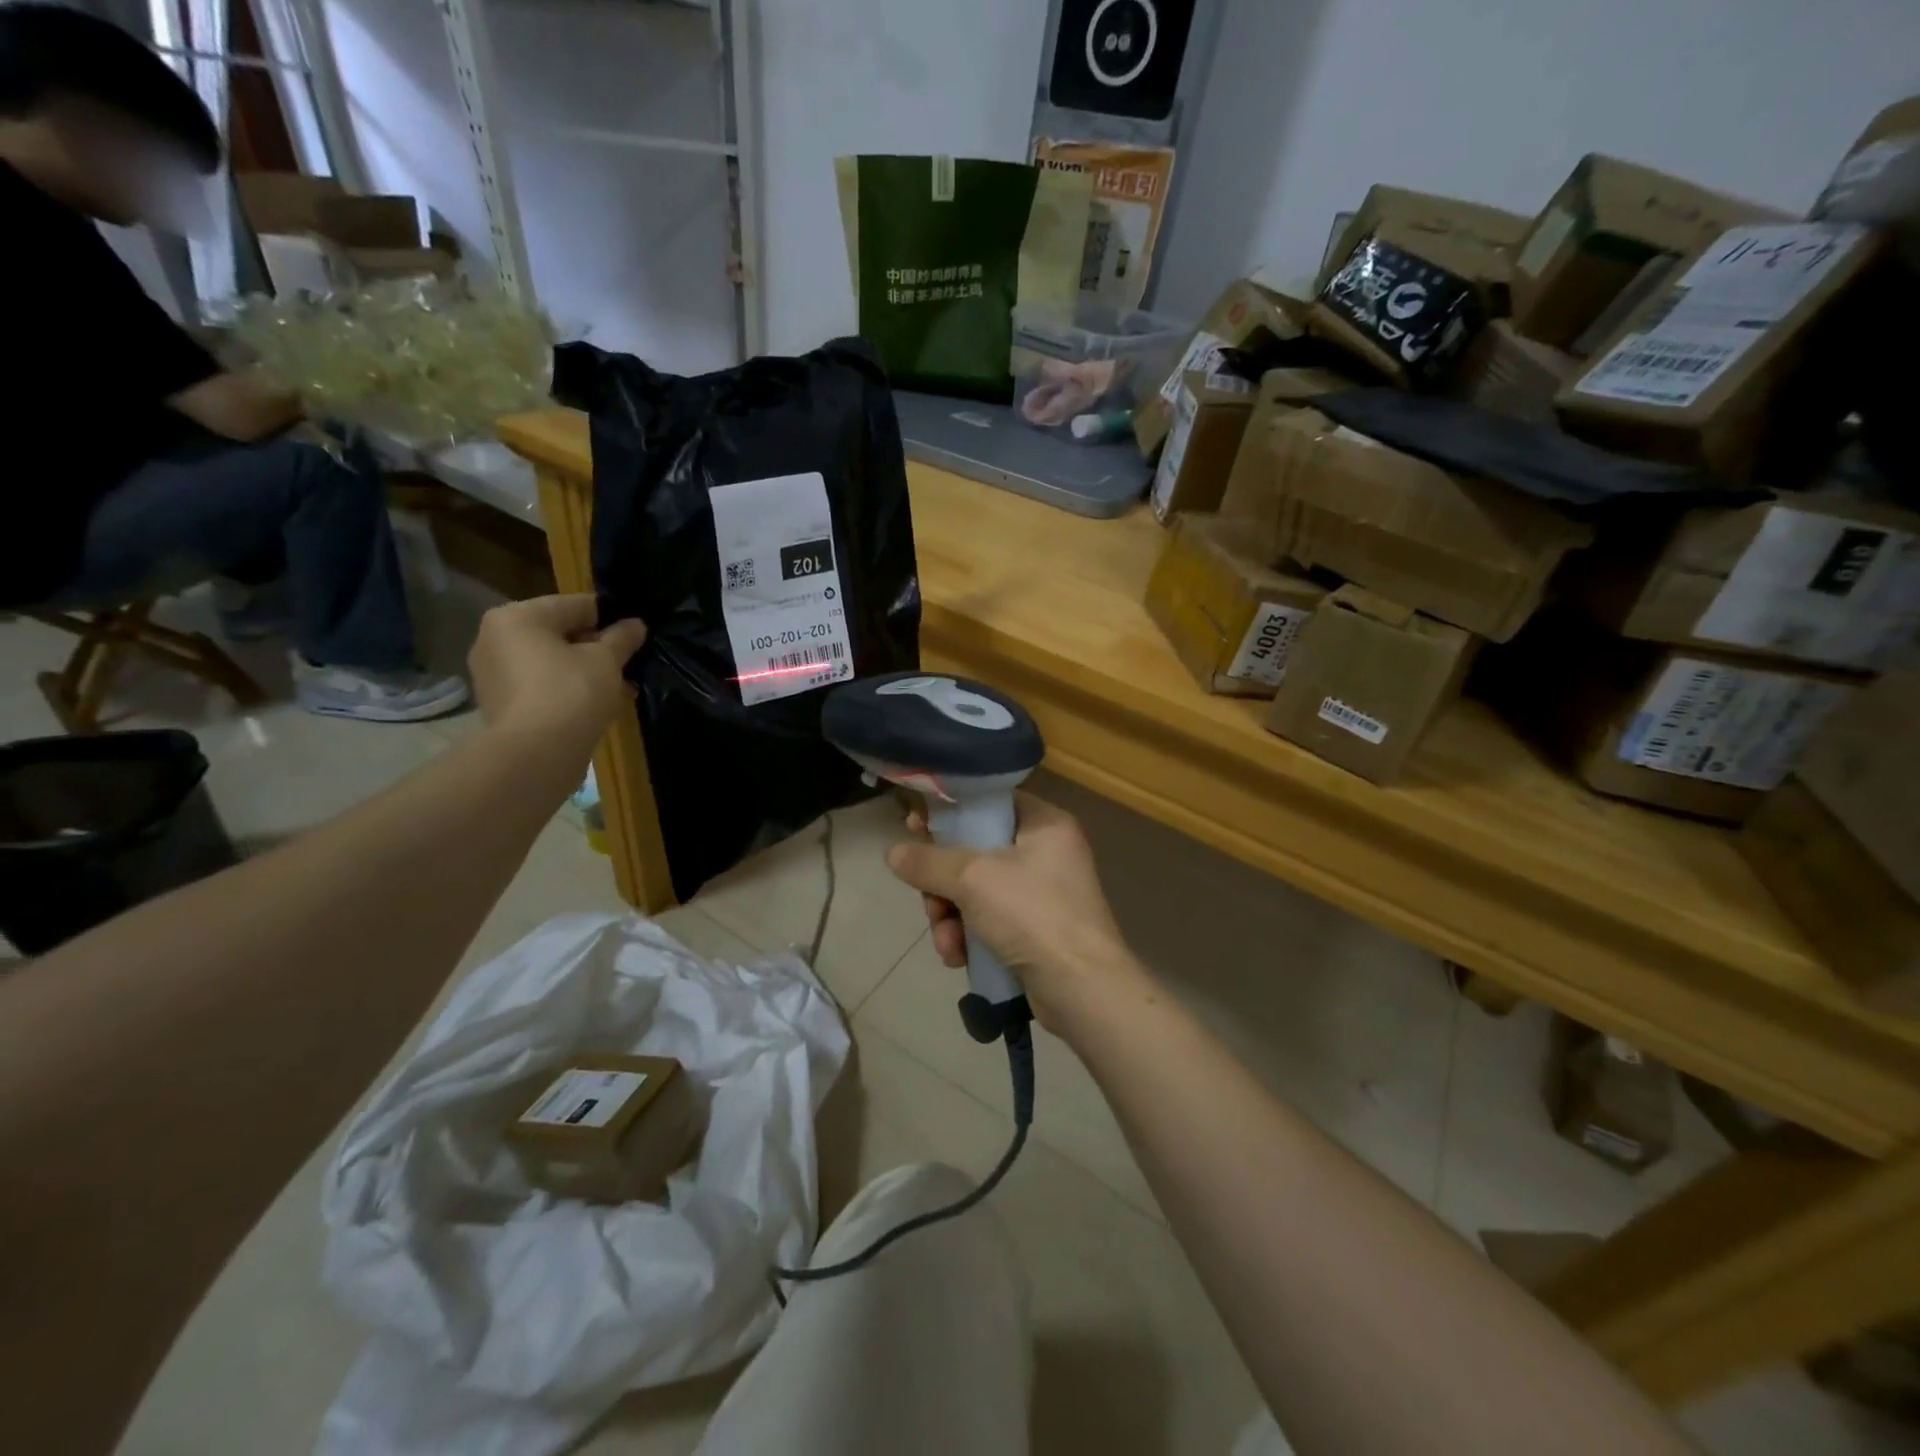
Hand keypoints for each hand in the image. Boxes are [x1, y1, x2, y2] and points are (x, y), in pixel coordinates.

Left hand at [468, 595, 645, 749]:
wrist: (536, 754)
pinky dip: (567, 691)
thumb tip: (635, 625)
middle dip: (596, 648)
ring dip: (585, 671)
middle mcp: (495, 639)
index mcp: (517, 616)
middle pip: (559, 634)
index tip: (636, 634)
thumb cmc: (571, 692)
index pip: (575, 605)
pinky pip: (541, 687)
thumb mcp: (607, 660)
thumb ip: (622, 638)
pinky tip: (596, 706)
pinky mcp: (500, 705)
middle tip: (629, 664)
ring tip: (619, 688)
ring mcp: (493, 674)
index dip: (611, 618)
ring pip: (551, 663)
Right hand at [884, 793, 1140, 1028]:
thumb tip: (892, 852)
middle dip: (944, 884)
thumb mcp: (973, 879)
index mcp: (1044, 824)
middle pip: (975, 852)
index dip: (950, 813)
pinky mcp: (1036, 931)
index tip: (915, 827)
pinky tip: (959, 958)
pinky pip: (989, 922)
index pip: (990, 803)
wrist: (1082, 989)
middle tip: (930, 902)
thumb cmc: (1032, 914)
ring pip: (976, 892)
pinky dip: (970, 937)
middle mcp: (1046, 853)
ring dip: (951, 917)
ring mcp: (1042, 895)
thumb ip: (929, 862)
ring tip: (947, 942)